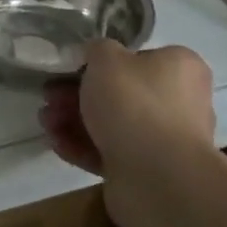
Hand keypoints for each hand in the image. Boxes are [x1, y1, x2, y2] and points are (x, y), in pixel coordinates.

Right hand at [40, 43, 215, 226]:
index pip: (138, 58)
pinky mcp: (147, 171)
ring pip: (111, 124)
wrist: (157, 177)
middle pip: (119, 93)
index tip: (70, 67)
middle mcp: (179, 102)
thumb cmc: (134, 103)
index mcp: (180, 69)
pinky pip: (109, 152)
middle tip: (48, 96)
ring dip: (73, 120)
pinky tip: (56, 143)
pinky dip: (82, 146)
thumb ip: (97, 49)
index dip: (100, 62)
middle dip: (76, 94)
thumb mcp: (107, 58)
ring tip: (46, 122)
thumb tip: (96, 56)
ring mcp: (164, 140)